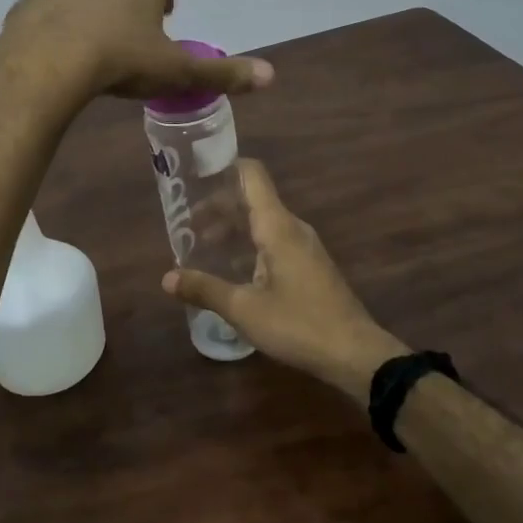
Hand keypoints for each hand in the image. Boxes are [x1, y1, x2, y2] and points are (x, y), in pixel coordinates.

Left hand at [0, 0, 273, 103]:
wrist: (47, 64)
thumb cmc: (122, 59)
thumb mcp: (176, 70)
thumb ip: (222, 72)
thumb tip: (271, 77)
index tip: (160, 25)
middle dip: (126, 1)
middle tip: (128, 40)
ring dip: (90, 13)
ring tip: (92, 51)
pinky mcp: (29, 1)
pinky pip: (49, 11)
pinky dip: (55, 26)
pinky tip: (58, 56)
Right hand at [164, 159, 406, 399]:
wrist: (356, 355)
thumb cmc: (299, 324)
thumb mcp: (244, 310)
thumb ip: (204, 289)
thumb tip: (166, 278)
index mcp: (277, 226)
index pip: (251, 175)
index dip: (223, 167)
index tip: (194, 174)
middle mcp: (292, 228)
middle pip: (252, 199)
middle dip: (218, 206)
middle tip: (186, 222)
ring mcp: (305, 247)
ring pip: (263, 222)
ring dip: (232, 228)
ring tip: (201, 245)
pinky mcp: (310, 266)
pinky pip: (273, 240)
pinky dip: (248, 244)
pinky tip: (231, 268)